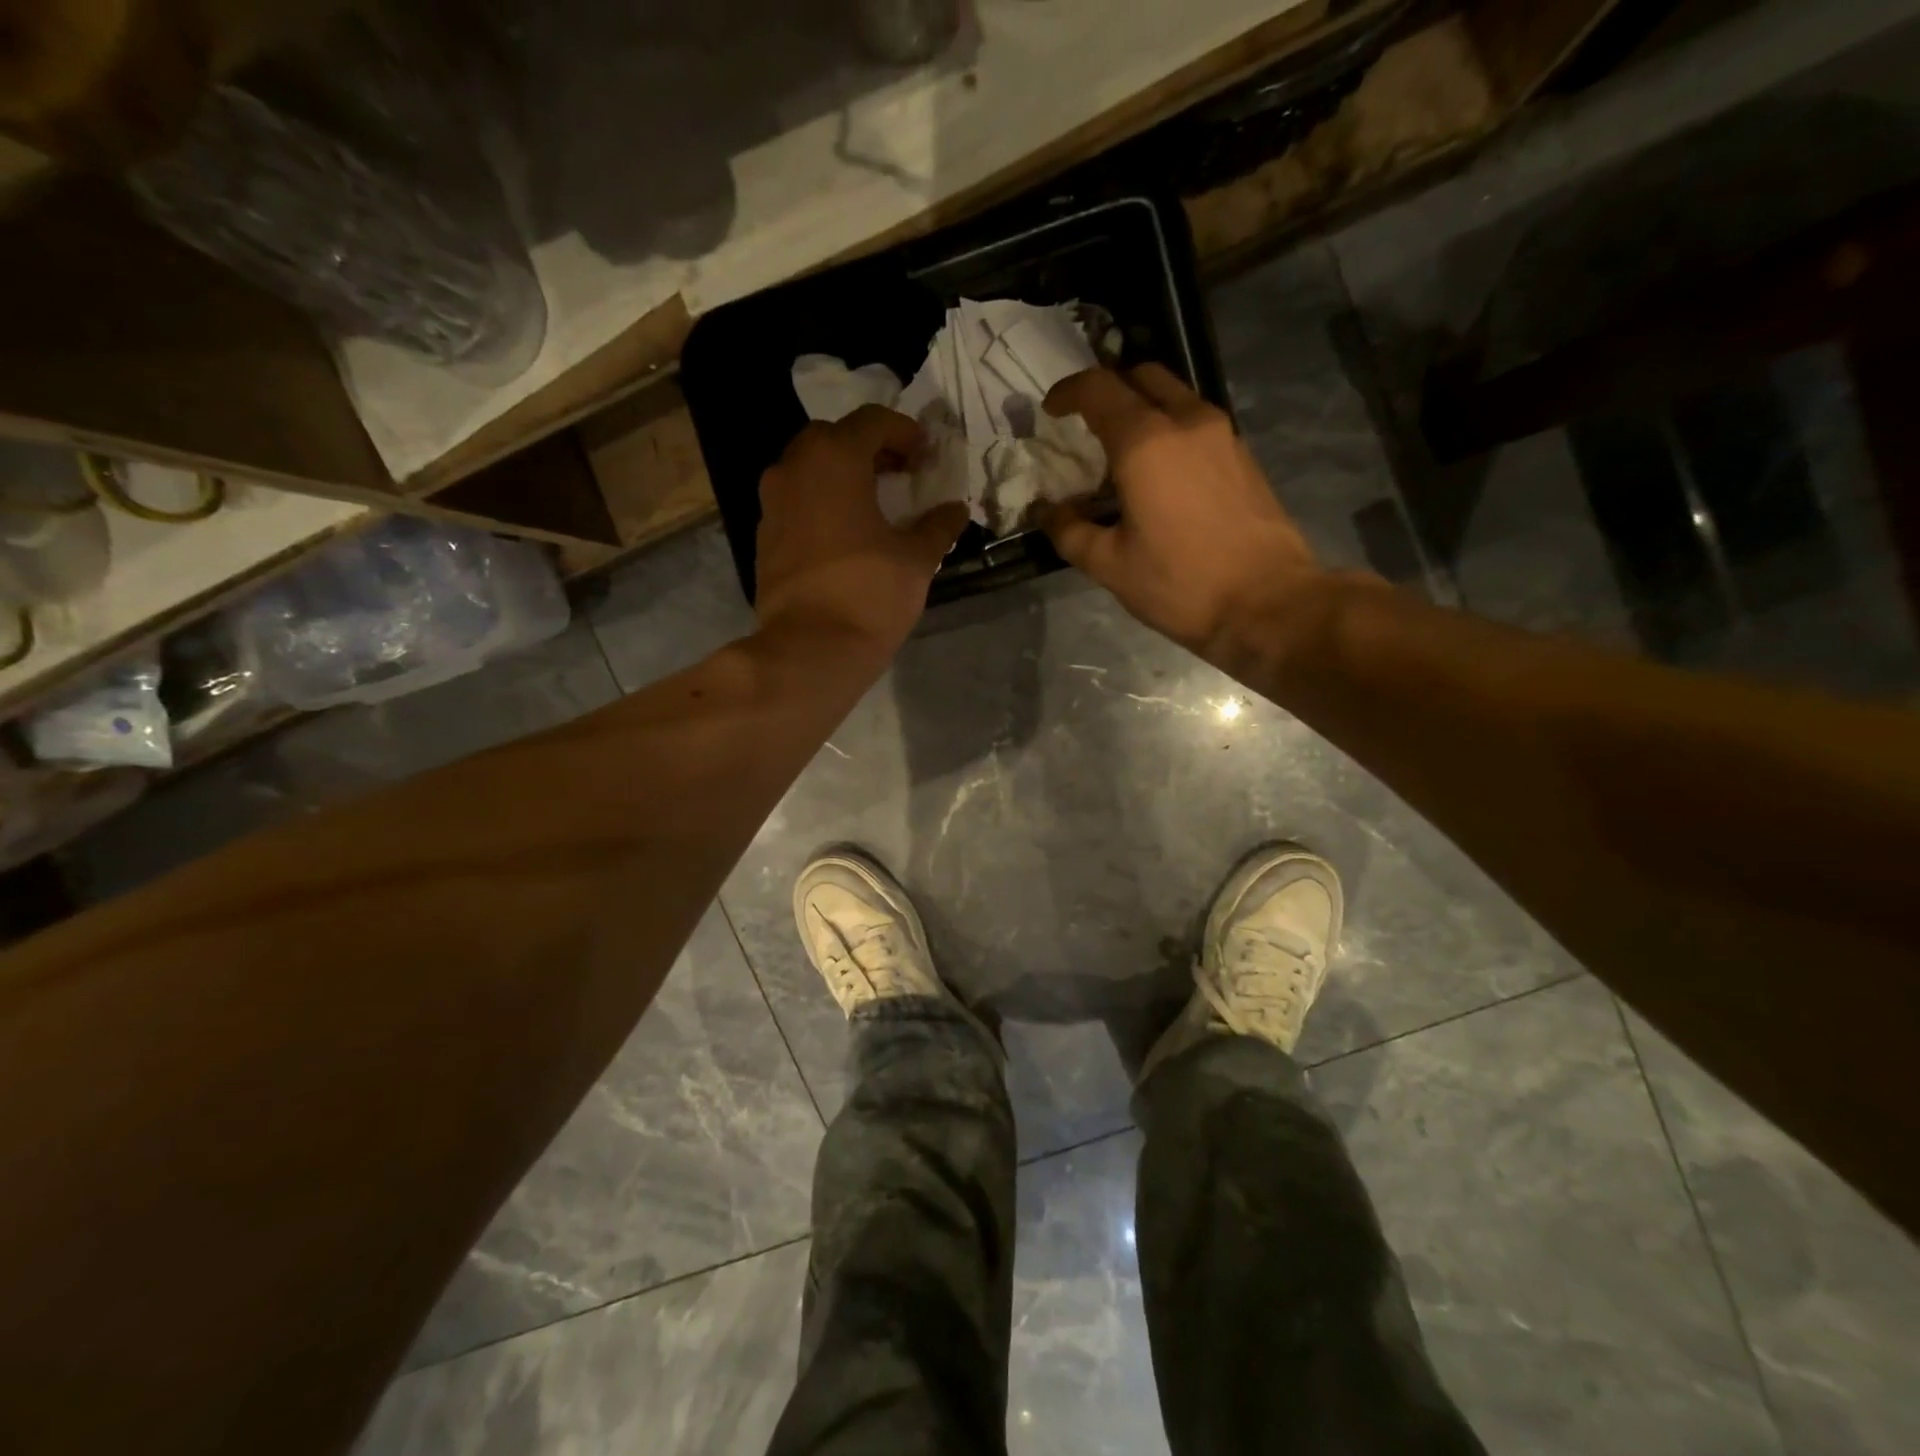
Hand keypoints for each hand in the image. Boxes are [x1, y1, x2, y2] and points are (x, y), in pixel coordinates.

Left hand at [755, 405, 968, 656]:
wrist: (809, 648)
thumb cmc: (869, 594)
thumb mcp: (916, 560)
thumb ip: (938, 527)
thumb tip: (956, 510)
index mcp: (834, 459)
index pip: (872, 421)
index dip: (904, 432)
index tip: (925, 455)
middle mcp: (794, 468)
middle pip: (833, 438)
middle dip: (868, 448)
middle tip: (898, 473)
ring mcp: (772, 502)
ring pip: (807, 468)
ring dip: (840, 474)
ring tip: (871, 501)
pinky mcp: (765, 535)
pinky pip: (795, 501)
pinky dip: (820, 502)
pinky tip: (844, 532)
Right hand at [1041, 365, 1335, 669]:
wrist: (1266, 604)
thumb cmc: (1180, 584)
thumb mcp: (1109, 565)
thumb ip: (1069, 531)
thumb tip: (1047, 511)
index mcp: (1146, 442)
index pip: (1099, 389)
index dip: (1067, 393)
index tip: (1051, 411)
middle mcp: (1187, 422)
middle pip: (1142, 377)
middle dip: (1109, 389)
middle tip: (1087, 424)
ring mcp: (1222, 435)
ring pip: (1175, 396)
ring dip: (1143, 408)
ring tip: (1122, 452)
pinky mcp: (1243, 455)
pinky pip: (1197, 422)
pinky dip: (1170, 429)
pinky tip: (1160, 473)